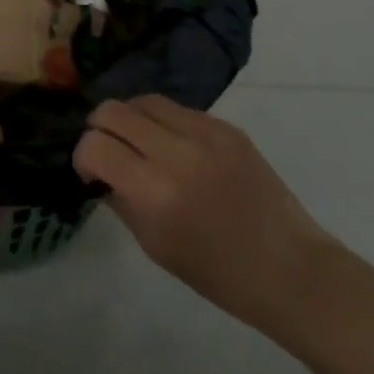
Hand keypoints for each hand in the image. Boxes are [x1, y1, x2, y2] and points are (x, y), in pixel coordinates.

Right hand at [74, 95, 330, 335]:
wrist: (290, 270)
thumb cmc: (218, 273)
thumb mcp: (155, 246)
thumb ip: (121, 199)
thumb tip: (100, 169)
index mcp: (154, 193)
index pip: (95, 145)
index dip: (82, 156)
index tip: (91, 172)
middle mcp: (176, 153)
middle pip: (112, 110)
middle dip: (100, 129)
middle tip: (110, 152)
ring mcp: (205, 134)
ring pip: (144, 100)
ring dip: (131, 119)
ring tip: (140, 142)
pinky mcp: (227, 127)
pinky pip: (179, 109)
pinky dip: (164, 122)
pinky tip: (175, 147)